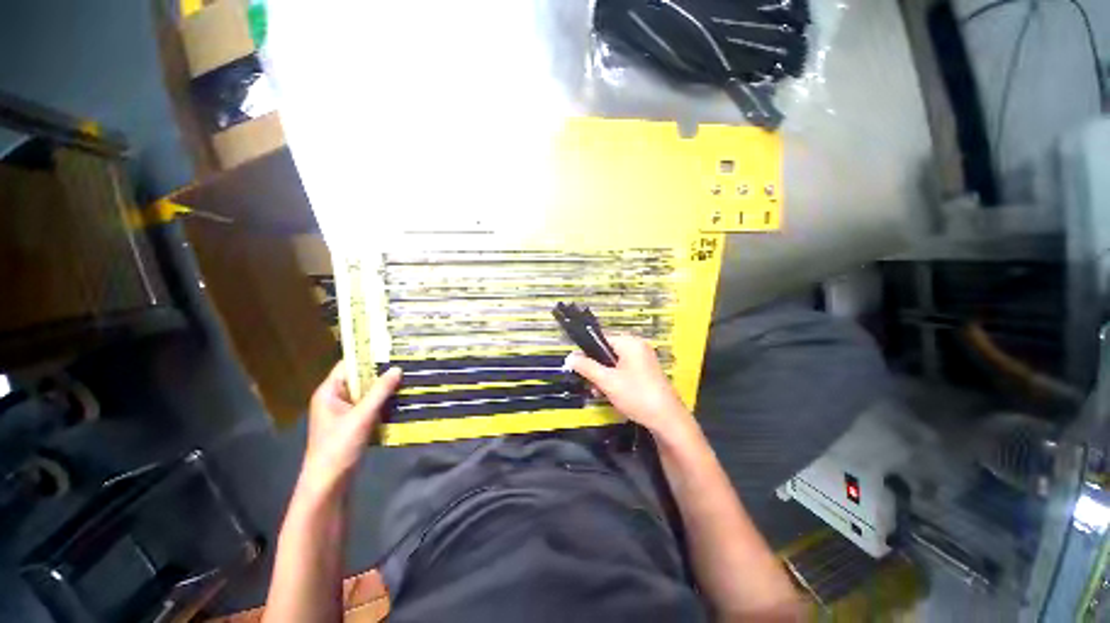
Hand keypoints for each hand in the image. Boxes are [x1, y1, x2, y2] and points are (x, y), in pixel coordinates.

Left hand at [299, 362, 401, 494]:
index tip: (390, 349)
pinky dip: (384, 402)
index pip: (348, 366)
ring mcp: (344, 413)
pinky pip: (370, 406)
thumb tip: (397, 369)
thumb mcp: (361, 416)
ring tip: (407, 378)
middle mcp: (335, 399)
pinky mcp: (353, 424)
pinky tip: (401, 399)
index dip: (368, 356)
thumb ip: (380, 392)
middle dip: (381, 373)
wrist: (329, 483)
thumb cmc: (339, 446)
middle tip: (405, 362)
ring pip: (367, 393)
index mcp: (329, 393)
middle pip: (360, 379)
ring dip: (384, 388)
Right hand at [568, 336, 695, 439]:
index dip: (587, 352)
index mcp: (630, 342)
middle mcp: (637, 347)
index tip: (579, 368)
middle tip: (591, 385)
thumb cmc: (636, 395)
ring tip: (599, 393)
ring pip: (615, 364)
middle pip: (607, 352)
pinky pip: (624, 371)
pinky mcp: (646, 372)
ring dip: (604, 378)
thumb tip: (569, 357)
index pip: (601, 339)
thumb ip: (587, 367)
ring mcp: (644, 360)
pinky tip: (611, 395)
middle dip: (596, 369)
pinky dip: (616, 381)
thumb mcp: (607, 381)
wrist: (668, 420)